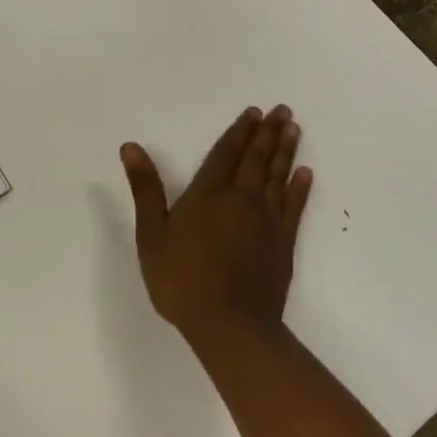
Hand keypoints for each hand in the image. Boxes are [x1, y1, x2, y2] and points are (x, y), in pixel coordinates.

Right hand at [121, 105, 312, 341]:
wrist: (229, 325)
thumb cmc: (182, 280)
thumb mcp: (151, 235)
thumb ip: (146, 189)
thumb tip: (131, 147)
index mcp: (208, 194)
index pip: (226, 153)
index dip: (239, 131)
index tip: (254, 112)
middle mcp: (240, 199)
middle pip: (256, 159)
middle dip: (268, 133)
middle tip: (282, 110)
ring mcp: (266, 221)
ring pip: (277, 176)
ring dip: (285, 150)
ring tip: (294, 128)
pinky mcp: (283, 243)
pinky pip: (294, 207)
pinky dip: (299, 188)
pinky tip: (305, 173)